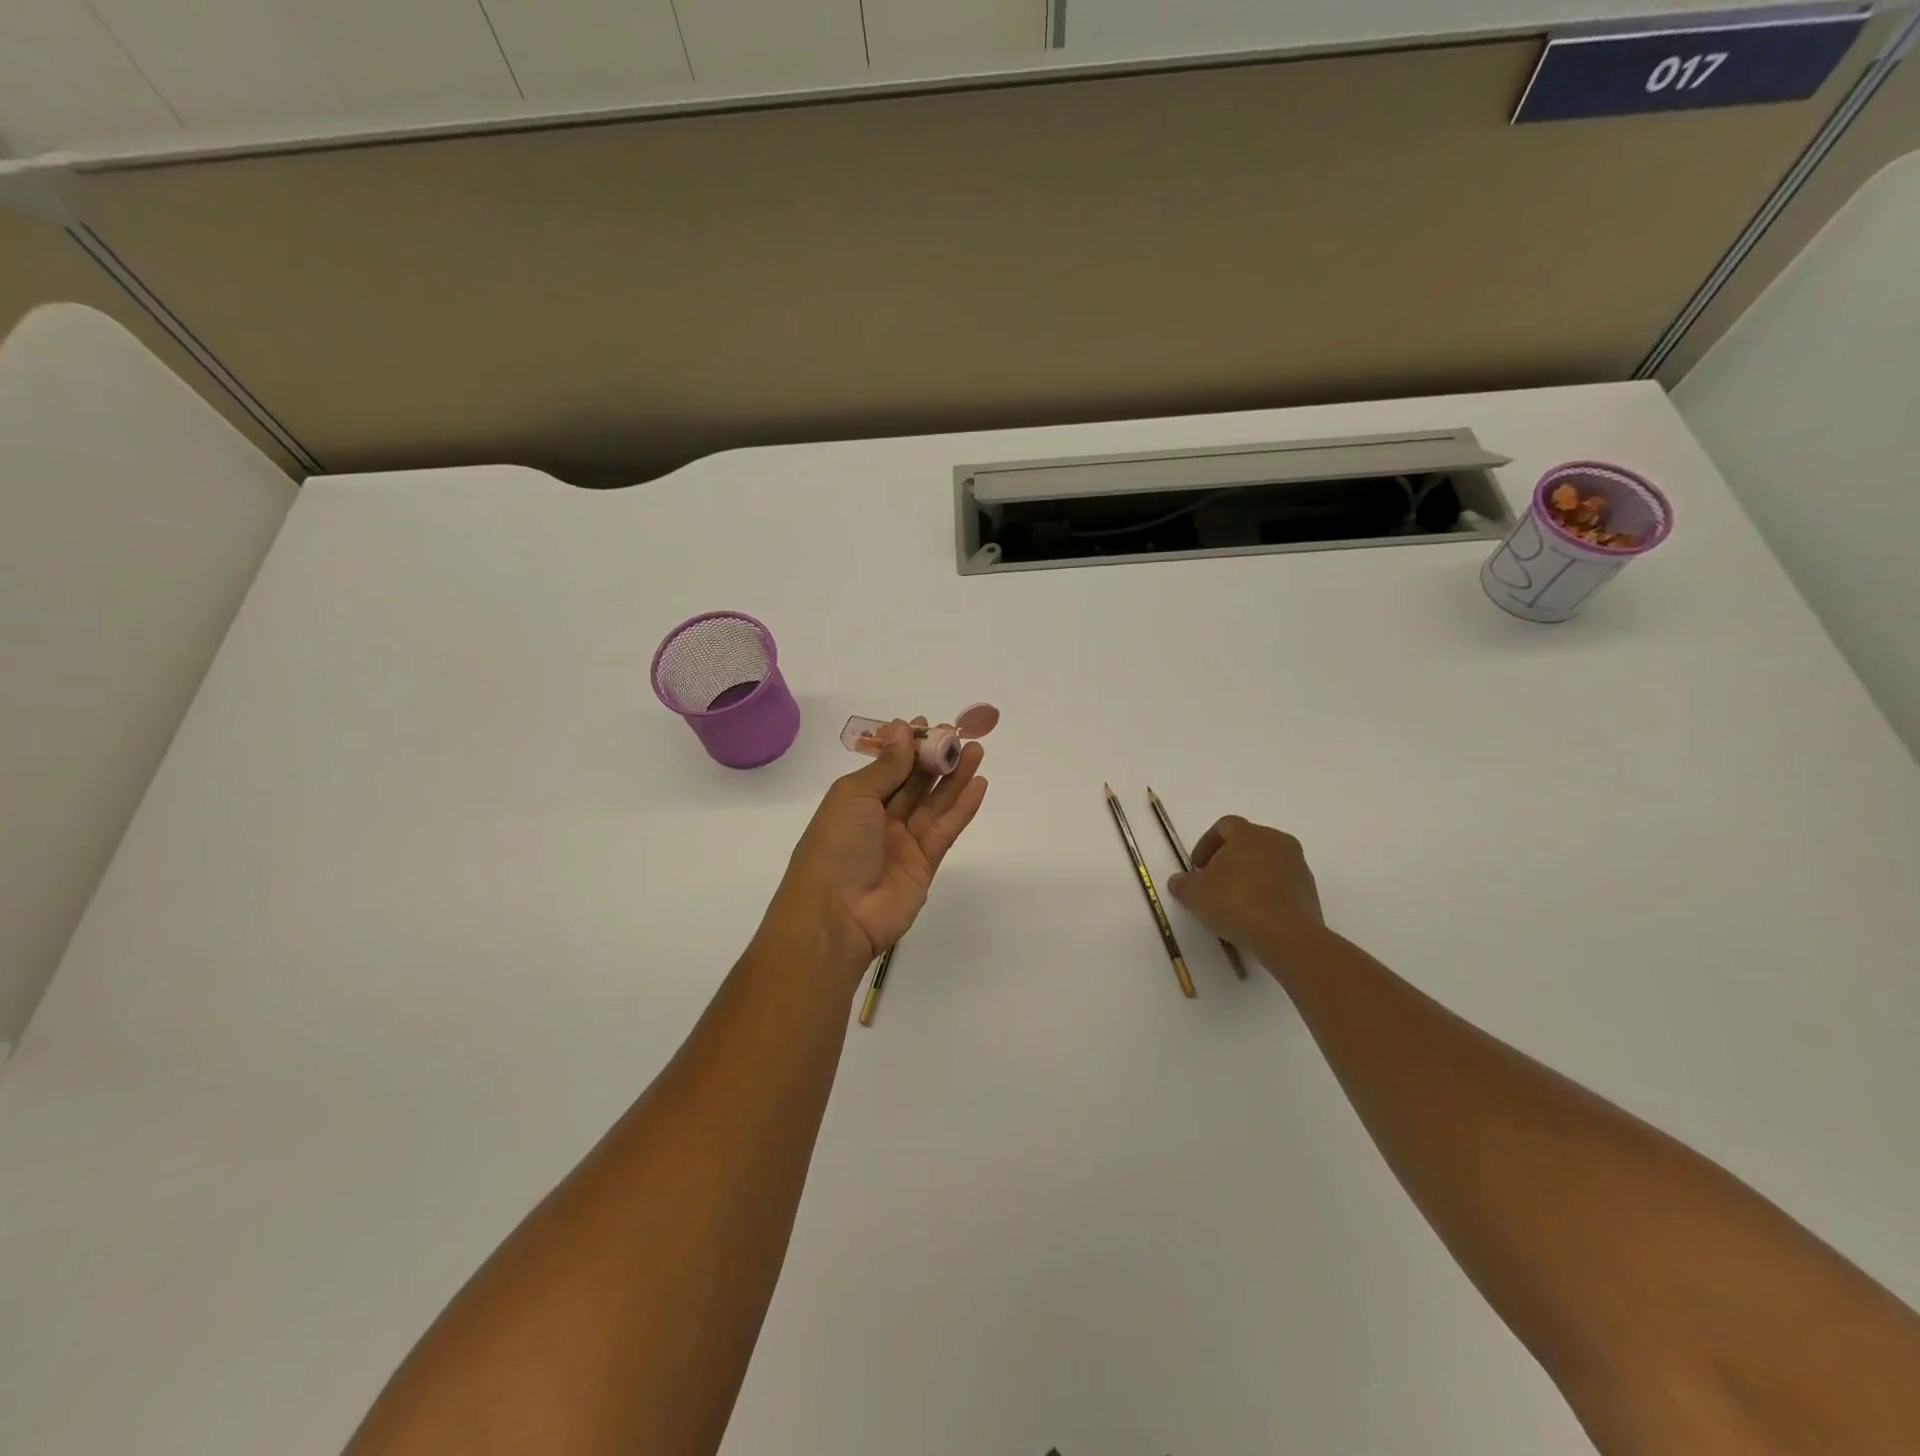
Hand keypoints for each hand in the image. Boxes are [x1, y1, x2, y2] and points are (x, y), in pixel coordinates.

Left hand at [771, 718, 989, 972]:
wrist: (836, 915)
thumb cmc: (835, 846)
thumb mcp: (854, 796)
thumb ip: (886, 766)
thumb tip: (903, 729)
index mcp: (854, 801)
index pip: (886, 767)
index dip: (907, 747)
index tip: (929, 724)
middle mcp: (879, 819)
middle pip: (913, 783)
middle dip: (935, 758)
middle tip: (960, 734)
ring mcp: (903, 843)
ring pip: (934, 803)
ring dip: (955, 777)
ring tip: (976, 751)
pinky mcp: (925, 864)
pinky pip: (946, 829)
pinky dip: (963, 807)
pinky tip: (979, 784)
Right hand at [1167, 816, 1324, 963]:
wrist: (1286, 936)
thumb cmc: (1235, 903)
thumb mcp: (1195, 894)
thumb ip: (1182, 883)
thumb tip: (1178, 880)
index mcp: (1249, 833)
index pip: (1224, 826)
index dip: (1206, 844)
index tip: (1196, 867)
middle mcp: (1277, 841)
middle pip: (1248, 842)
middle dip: (1228, 859)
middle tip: (1213, 882)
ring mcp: (1297, 865)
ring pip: (1266, 863)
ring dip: (1248, 876)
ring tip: (1233, 901)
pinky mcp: (1309, 890)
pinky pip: (1281, 883)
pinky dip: (1266, 892)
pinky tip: (1254, 914)